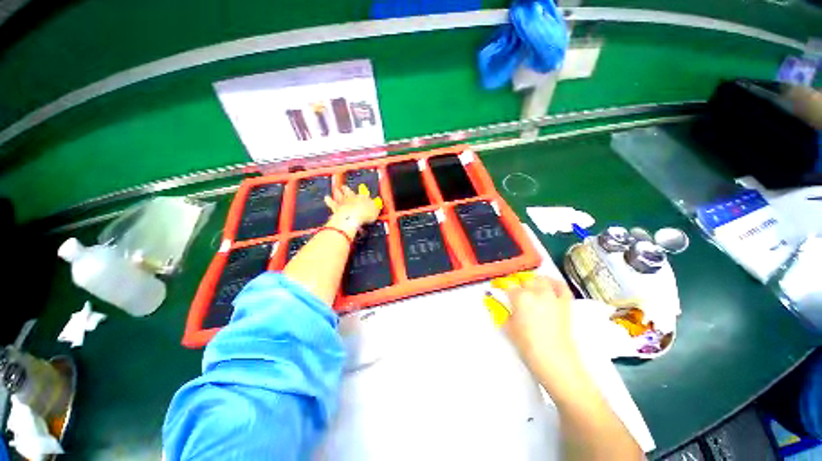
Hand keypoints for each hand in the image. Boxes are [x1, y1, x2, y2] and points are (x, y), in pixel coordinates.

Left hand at [324, 185, 381, 236]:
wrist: (353, 216)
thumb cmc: (365, 214)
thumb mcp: (376, 210)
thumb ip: (376, 205)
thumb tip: (378, 201)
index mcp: (363, 198)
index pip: (363, 194)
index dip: (363, 191)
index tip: (362, 188)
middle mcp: (352, 198)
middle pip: (349, 192)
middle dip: (347, 189)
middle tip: (345, 186)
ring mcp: (344, 202)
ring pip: (340, 195)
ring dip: (338, 192)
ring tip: (336, 189)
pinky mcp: (336, 208)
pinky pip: (332, 203)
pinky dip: (329, 200)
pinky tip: (326, 198)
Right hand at [502, 276, 579, 376]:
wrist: (553, 358)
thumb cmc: (527, 344)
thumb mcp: (508, 326)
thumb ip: (502, 311)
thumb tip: (496, 302)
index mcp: (520, 297)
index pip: (507, 285)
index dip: (501, 286)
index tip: (498, 289)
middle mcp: (536, 292)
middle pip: (524, 280)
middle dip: (518, 285)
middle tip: (514, 292)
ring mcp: (552, 296)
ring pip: (541, 280)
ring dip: (533, 281)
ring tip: (529, 287)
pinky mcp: (564, 303)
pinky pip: (561, 286)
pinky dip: (555, 283)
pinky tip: (549, 283)